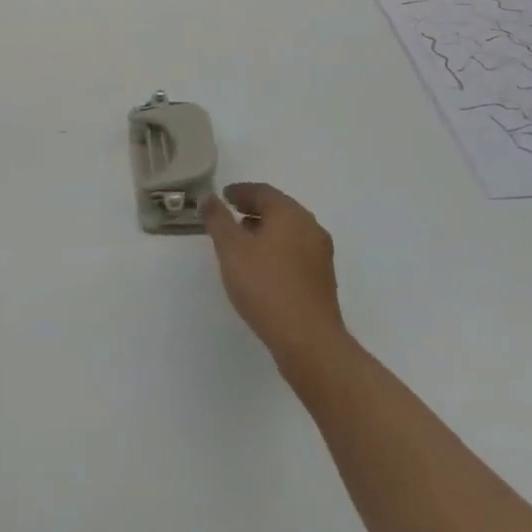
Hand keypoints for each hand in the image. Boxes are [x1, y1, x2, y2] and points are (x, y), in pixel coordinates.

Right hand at [202, 184, 348, 377]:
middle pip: (278, 209)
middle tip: (231, 216)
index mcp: (290, 213)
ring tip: (242, 242)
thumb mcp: (231, 249)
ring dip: (265, 230)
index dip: (240, 191)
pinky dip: (277, 248)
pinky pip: (296, 251)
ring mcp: (320, 253)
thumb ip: (218, 219)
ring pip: (289, 231)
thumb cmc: (265, 286)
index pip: (262, 191)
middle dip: (253, 209)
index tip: (223, 196)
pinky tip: (262, 266)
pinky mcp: (323, 278)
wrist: (308, 340)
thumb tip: (208, 196)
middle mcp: (310, 227)